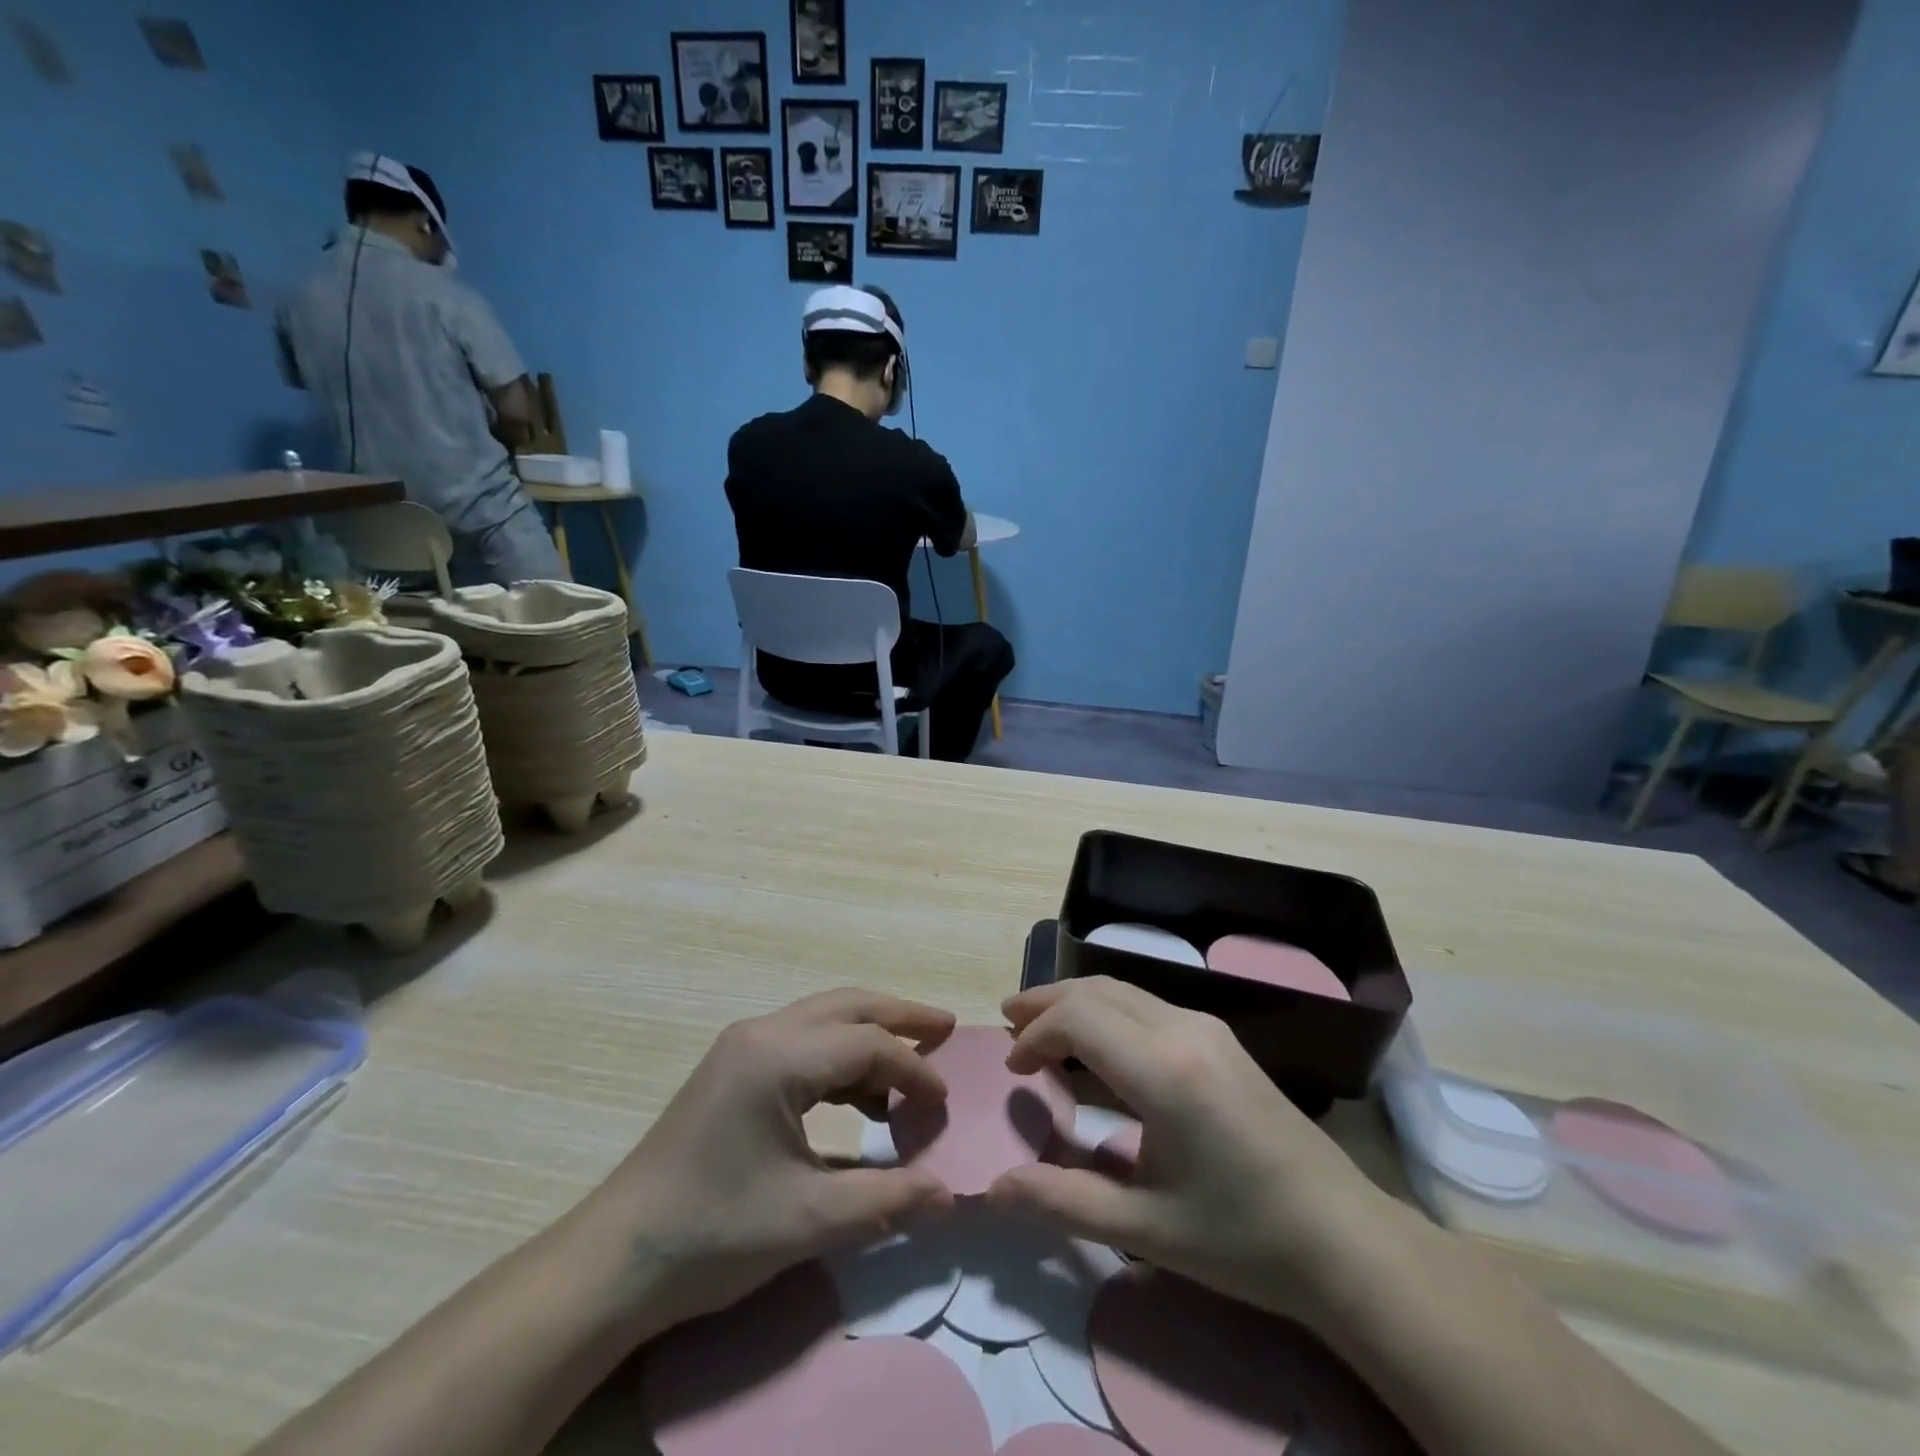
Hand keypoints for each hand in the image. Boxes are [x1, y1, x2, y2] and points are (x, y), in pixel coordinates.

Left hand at [573, 989, 956, 1336]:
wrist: (616, 1259)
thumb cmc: (714, 1233)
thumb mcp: (809, 1220)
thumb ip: (887, 1200)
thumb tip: (949, 1195)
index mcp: (778, 1056)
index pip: (868, 1043)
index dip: (915, 1070)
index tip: (944, 1106)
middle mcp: (762, 1032)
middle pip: (847, 1005)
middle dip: (900, 1015)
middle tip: (945, 1028)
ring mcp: (742, 1046)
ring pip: (823, 1018)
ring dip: (869, 1034)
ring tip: (910, 1063)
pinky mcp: (732, 1068)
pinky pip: (801, 1042)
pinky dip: (839, 1057)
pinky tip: (859, 1097)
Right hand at [986, 978, 1394, 1324]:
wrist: (1344, 1240)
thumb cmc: (1242, 1239)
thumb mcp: (1145, 1231)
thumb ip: (1063, 1202)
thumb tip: (995, 1189)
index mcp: (1164, 1071)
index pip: (1079, 1019)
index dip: (1036, 1035)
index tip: (1014, 1070)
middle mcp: (1184, 1030)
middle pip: (1097, 990)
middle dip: (1047, 1002)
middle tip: (1008, 1022)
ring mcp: (1207, 1028)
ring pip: (1123, 991)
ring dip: (1077, 1002)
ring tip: (1040, 1026)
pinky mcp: (1220, 1038)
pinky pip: (1147, 1005)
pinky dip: (1107, 1012)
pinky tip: (1096, 1044)